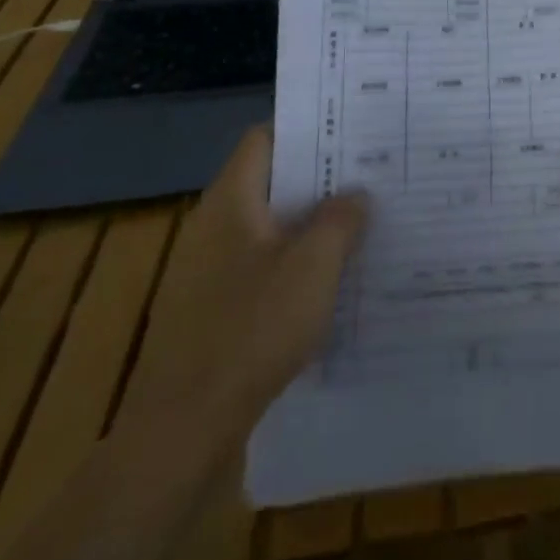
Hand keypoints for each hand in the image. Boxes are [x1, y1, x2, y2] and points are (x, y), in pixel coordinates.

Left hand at [129, 127, 366, 445]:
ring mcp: (212, 270)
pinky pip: (267, 266)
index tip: (354, 130)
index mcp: (231, 201)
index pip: (266, 138)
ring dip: (315, 223)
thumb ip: (341, 219)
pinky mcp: (218, 309)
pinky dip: (300, 263)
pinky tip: (336, 278)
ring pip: (273, 227)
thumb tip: (356, 193)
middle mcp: (216, 226)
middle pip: (272, 181)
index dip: (308, 129)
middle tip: (374, 174)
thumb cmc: (252, 330)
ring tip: (367, 221)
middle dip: (323, 177)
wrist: (185, 430)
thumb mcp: (313, 265)